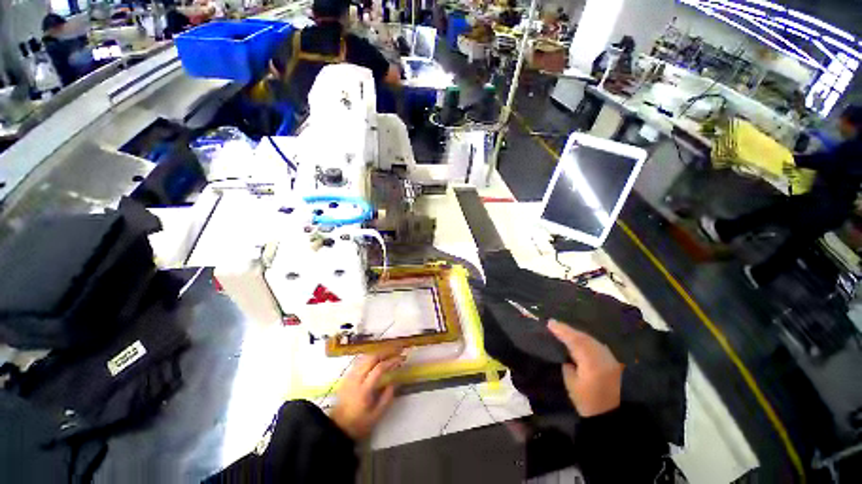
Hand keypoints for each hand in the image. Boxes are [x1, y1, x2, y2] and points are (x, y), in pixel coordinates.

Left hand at [331, 350, 404, 439]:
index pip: (379, 369)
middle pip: (371, 358)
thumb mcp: (376, 415)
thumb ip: (387, 397)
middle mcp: (356, 379)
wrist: (338, 427)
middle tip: (396, 351)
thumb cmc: (359, 423)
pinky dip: (370, 357)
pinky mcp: (346, 376)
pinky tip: (376, 359)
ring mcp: (350, 376)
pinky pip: (360, 361)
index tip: (400, 359)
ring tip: (388, 353)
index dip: (391, 361)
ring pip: (365, 357)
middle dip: (385, 353)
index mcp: (364, 389)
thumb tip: (394, 382)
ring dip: (378, 353)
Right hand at [547, 320, 623, 416]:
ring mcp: (609, 358)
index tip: (549, 323)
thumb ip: (567, 364)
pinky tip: (578, 340)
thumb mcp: (571, 383)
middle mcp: (602, 357)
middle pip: (583, 337)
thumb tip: (566, 353)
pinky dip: (585, 340)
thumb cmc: (587, 402)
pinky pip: (596, 345)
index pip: (574, 341)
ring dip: (577, 334)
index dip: (562, 330)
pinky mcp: (612, 362)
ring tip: (564, 330)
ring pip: (591, 340)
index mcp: (591, 363)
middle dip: (568, 330)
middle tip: (554, 324)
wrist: (612, 416)